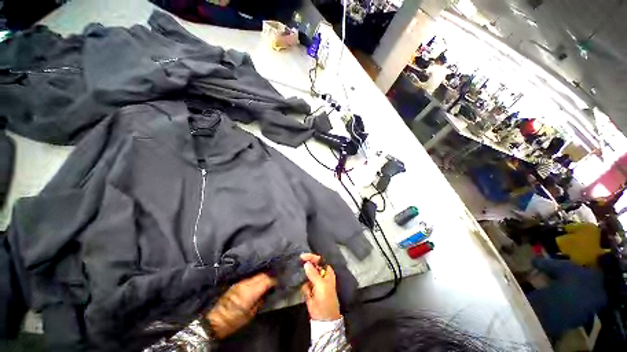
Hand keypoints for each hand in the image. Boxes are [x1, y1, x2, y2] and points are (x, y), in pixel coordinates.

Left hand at [206, 273, 275, 338]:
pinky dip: (256, 279)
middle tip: (274, 282)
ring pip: (255, 275)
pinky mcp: (236, 284)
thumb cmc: (234, 321)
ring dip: (262, 277)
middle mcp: (245, 284)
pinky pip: (250, 278)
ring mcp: (240, 283)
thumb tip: (267, 294)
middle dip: (269, 277)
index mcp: (250, 292)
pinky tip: (257, 284)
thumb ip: (260, 302)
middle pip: (261, 275)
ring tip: (266, 283)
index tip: (278, 284)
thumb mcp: (250, 315)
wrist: (215, 321)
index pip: (266, 280)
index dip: (273, 281)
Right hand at [300, 253, 340, 320]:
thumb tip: (306, 263)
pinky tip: (303, 286)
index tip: (302, 257)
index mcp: (326, 271)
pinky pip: (304, 282)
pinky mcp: (309, 288)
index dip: (311, 257)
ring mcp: (314, 281)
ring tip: (298, 273)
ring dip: (303, 274)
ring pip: (307, 273)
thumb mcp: (321, 285)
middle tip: (298, 262)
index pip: (319, 260)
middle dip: (306, 264)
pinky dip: (303, 284)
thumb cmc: (326, 298)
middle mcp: (321, 274)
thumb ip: (313, 273)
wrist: (323, 317)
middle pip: (312, 265)